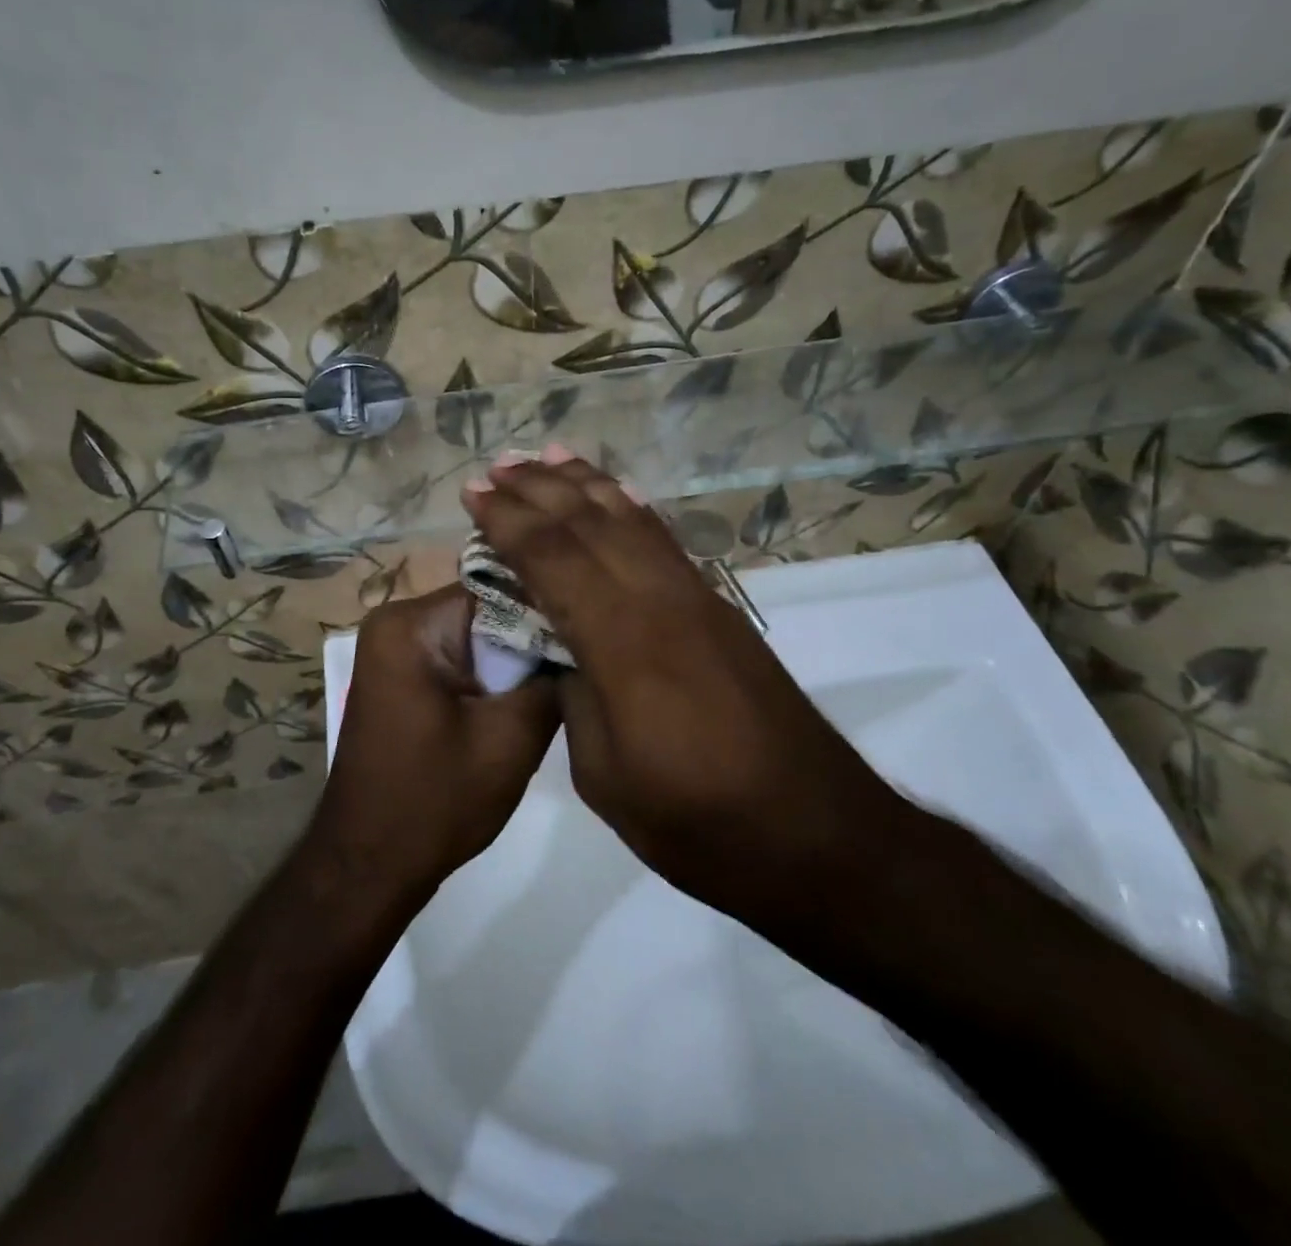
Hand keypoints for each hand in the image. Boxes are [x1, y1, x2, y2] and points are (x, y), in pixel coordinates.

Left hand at [311, 584, 560, 900]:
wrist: (370, 864)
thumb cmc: (436, 802)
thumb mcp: (511, 739)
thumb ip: (551, 678)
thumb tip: (583, 640)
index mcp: (411, 624)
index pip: (499, 589)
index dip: (547, 611)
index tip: (592, 633)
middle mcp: (395, 621)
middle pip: (486, 609)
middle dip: (530, 637)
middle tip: (581, 661)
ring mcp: (394, 648)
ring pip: (476, 634)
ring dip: (512, 659)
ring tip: (558, 681)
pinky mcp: (401, 675)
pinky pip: (458, 655)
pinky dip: (489, 675)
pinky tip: (519, 700)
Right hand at [460, 448, 910, 922]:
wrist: (816, 835)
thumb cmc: (699, 822)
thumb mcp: (605, 777)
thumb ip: (574, 698)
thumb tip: (560, 650)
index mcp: (624, 645)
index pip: (553, 560)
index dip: (508, 522)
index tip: (473, 494)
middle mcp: (661, 603)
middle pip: (591, 525)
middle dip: (539, 490)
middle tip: (497, 465)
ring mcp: (698, 600)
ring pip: (632, 521)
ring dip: (586, 485)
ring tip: (549, 456)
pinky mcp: (721, 610)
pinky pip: (666, 542)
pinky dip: (634, 509)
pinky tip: (619, 493)